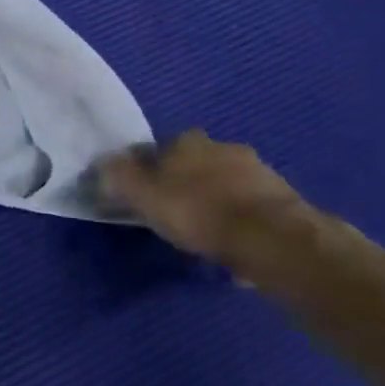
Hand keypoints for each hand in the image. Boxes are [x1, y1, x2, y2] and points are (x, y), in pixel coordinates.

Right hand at [89, 130, 313, 267]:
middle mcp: (222, 146)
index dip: (146, 172)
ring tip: (206, 234)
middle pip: (194, 164)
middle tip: (174, 214)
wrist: (273, 239)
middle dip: (184, 184)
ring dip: (215, 201)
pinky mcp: (283, 199)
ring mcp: (257, 171)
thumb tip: (101, 165)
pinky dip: (240, 221)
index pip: (157, 149)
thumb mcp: (143, 196)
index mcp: (186, 140)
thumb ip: (117, 178)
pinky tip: (233, 245)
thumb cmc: (198, 212)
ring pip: (224, 184)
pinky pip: (250, 208)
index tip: (142, 196)